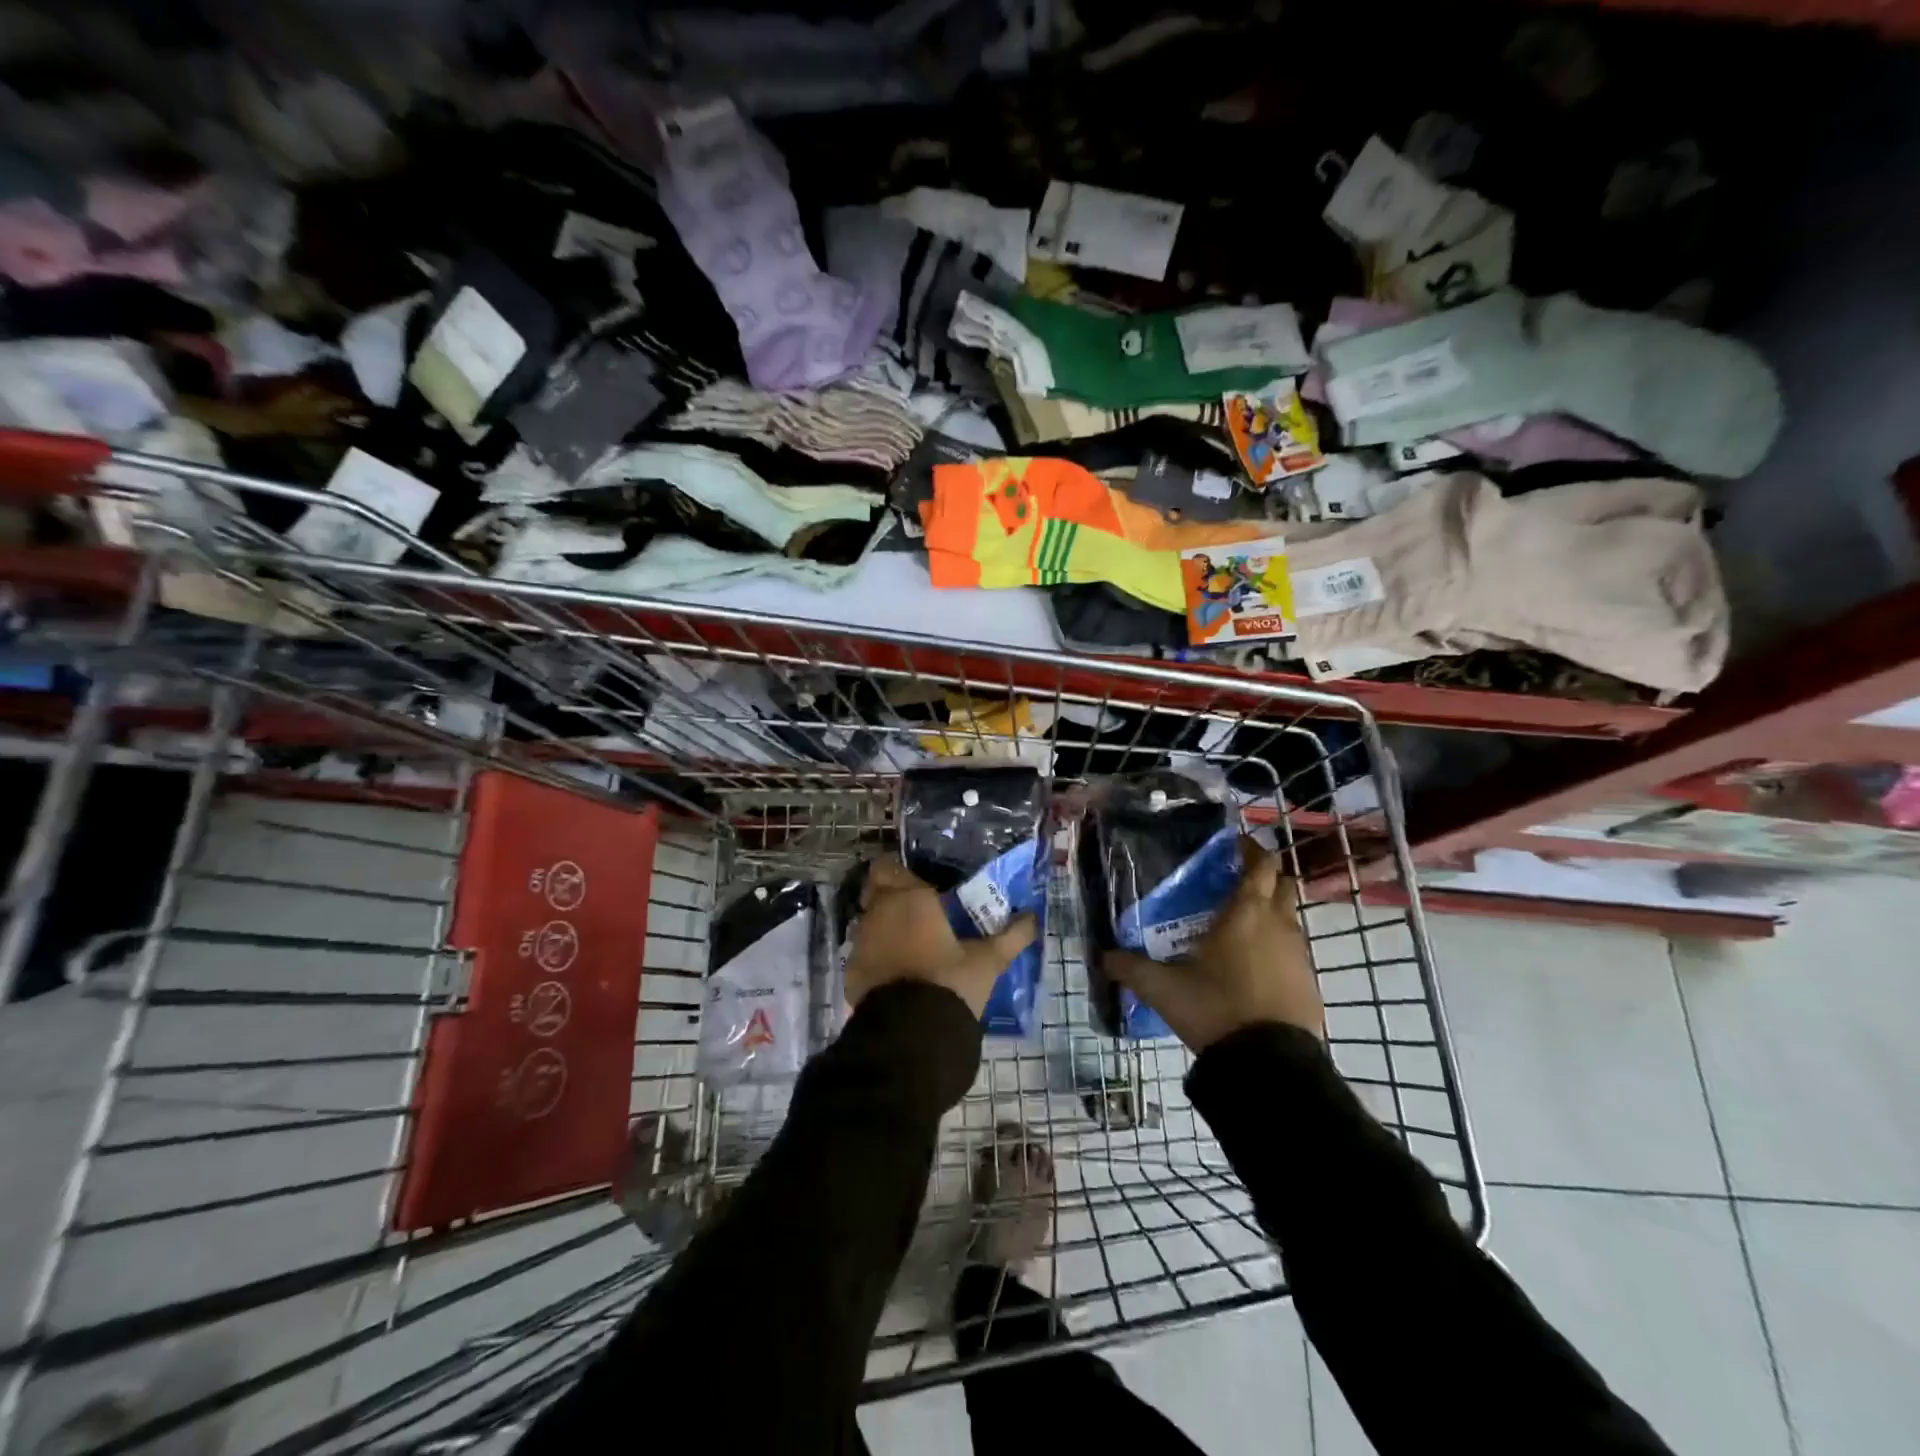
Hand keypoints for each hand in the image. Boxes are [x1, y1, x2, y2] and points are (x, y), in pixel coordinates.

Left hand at [845, 859, 1037, 1017]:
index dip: (901, 873)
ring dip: (885, 927)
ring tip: (912, 946)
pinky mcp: (851, 972)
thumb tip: (1033, 918)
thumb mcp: (988, 960)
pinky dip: (877, 957)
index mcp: (909, 898)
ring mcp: (860, 943)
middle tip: (919, 913)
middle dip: (892, 897)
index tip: (921, 886)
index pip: (889, 867)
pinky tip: (898, 973)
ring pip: (868, 922)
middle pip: (875, 891)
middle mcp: (878, 913)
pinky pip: (863, 953)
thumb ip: (1012, 936)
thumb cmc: (951, 983)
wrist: (912, 1035)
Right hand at [1103, 838, 1322, 1050]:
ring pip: (1290, 917)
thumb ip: (1130, 968)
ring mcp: (1299, 954)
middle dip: (1264, 878)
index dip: (1250, 849)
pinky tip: (1252, 966)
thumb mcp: (1163, 989)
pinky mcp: (1309, 982)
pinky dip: (1277, 947)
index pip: (1260, 864)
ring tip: (1238, 928)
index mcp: (1246, 913)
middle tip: (1233, 884)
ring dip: (1271, 913)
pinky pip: (1294, 950)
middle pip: (1283, 884)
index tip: (1233, 845)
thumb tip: (1102, 956)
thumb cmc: (1215, 1009)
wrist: (1270, 1065)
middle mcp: (1279, 924)